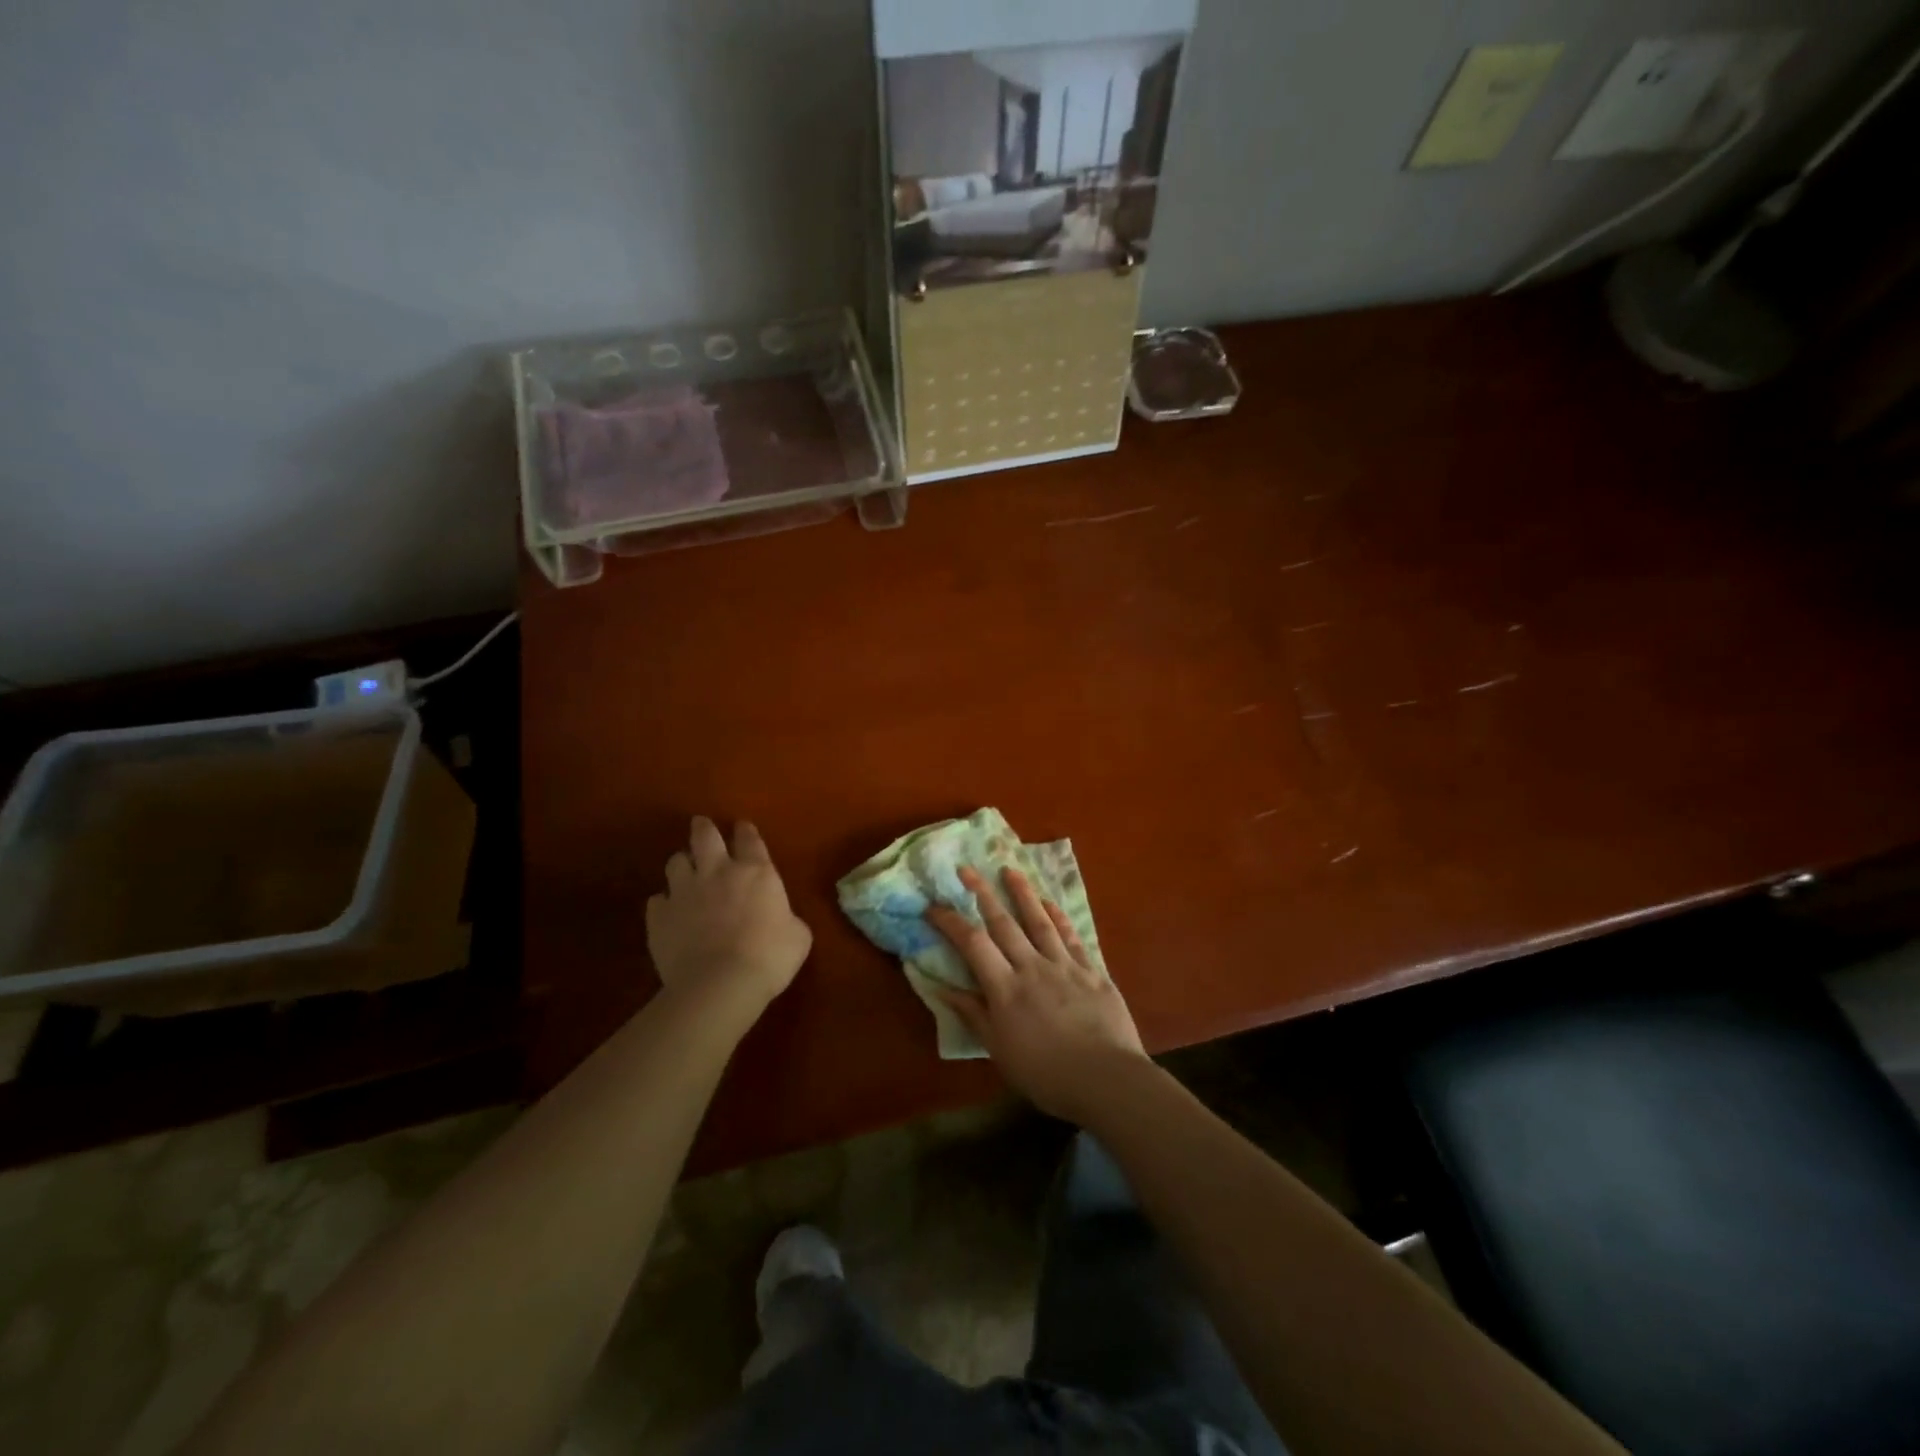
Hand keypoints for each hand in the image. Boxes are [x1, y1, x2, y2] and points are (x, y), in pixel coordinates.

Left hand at [646, 817, 811, 1018]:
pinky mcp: (659, 917)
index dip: (746, 831)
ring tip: (684, 870)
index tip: (742, 826)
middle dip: (703, 828)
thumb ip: (787, 918)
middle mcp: (717, 872)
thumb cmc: (769, 957)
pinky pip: (657, 900)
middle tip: (701, 824)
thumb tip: (781, 920)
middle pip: (705, 837)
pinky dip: (664, 903)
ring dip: (681, 863)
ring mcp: (684, 892)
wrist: (720, 985)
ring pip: (675, 862)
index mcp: (756, 872)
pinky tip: (668, 912)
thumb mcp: (798, 936)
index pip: (750, 839)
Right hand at [926, 866, 1148, 1123]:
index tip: (934, 906)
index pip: (973, 944)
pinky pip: (1071, 936)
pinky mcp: (1093, 971)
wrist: (1106, 1079)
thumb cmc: (1046, 1074)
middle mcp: (1032, 967)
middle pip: (1004, 923)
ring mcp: (1065, 965)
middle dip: (982, 893)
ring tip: (1009, 870)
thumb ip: (973, 1015)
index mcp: (1006, 989)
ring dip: (1022, 893)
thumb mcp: (1000, 1051)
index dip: (951, 922)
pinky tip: (1050, 903)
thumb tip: (942, 987)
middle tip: (967, 868)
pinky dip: (1059, 917)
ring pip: (1039, 921)